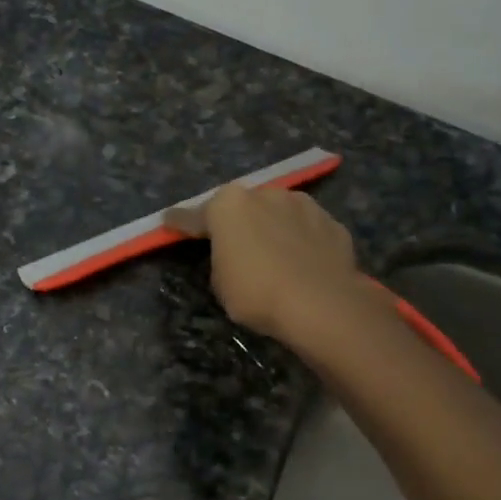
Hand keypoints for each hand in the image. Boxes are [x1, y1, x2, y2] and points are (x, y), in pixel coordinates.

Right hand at [167, 184, 366, 343]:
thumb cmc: (257, 292)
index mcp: (228, 206)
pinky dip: (300, 241)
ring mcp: (303, 205)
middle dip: (235, 222)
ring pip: (277, 213)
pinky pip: (306, 230)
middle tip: (231, 244)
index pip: (194, 215)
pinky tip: (301, 262)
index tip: (169, 221)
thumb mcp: (220, 282)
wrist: (322, 305)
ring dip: (270, 227)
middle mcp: (264, 195)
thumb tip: (235, 254)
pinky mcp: (332, 223)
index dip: (180, 222)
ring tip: (272, 253)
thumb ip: (221, 258)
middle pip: (241, 207)